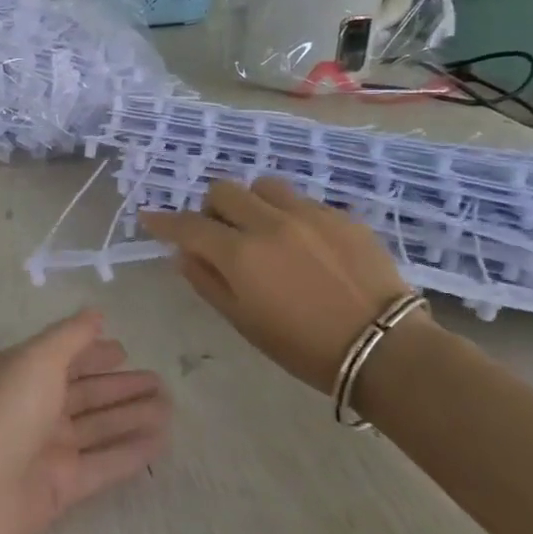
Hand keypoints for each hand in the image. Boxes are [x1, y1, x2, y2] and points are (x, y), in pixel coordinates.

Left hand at [0, 311, 170, 533]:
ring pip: (98, 428)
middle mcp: (34, 408)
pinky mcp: (61, 487)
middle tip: (163, 382)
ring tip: (170, 407)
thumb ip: (70, 336)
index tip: (125, 350)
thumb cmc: (4, 412)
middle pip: (85, 394)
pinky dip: (130, 452)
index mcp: (21, 374)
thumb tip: (95, 313)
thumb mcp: (36, 359)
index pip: (63, 359)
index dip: (92, 353)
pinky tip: (161, 441)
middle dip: (120, 386)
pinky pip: (104, 464)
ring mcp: (47, 449)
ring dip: (132, 416)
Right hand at [140, 178, 415, 393]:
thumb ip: (206, 282)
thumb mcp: (243, 322)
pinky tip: (304, 245)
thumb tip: (182, 255)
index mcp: (240, 254)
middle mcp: (270, 223)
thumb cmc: (303, 346)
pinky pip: (302, 201)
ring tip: (264, 231)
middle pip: (224, 190)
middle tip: (221, 235)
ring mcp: (310, 214)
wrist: (383, 347)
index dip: (164, 221)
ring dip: (252, 203)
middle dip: (212, 209)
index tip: (149, 218)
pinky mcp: (342, 216)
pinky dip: (289, 215)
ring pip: (264, 186)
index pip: (188, 225)